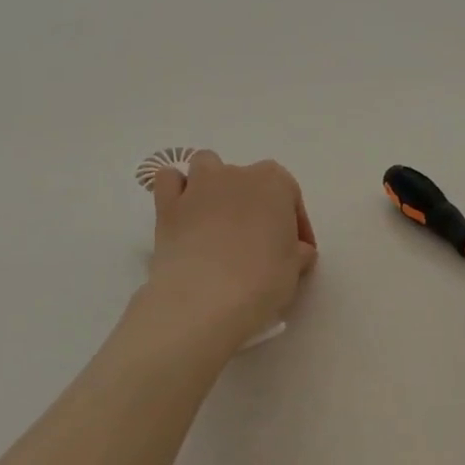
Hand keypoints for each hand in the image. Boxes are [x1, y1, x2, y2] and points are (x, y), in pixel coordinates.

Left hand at [146, 151, 317, 343]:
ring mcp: (198, 185)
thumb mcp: (293, 270)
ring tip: (218, 219)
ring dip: (214, 185)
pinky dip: (176, 190)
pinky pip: (169, 181)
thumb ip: (297, 253)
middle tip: (258, 243)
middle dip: (255, 205)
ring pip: (207, 166)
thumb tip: (298, 251)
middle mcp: (236, 174)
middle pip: (250, 181)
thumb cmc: (261, 280)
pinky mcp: (167, 204)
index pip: (290, 196)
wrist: (205, 298)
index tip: (297, 251)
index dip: (295, 224)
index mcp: (274, 183)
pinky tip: (184, 213)